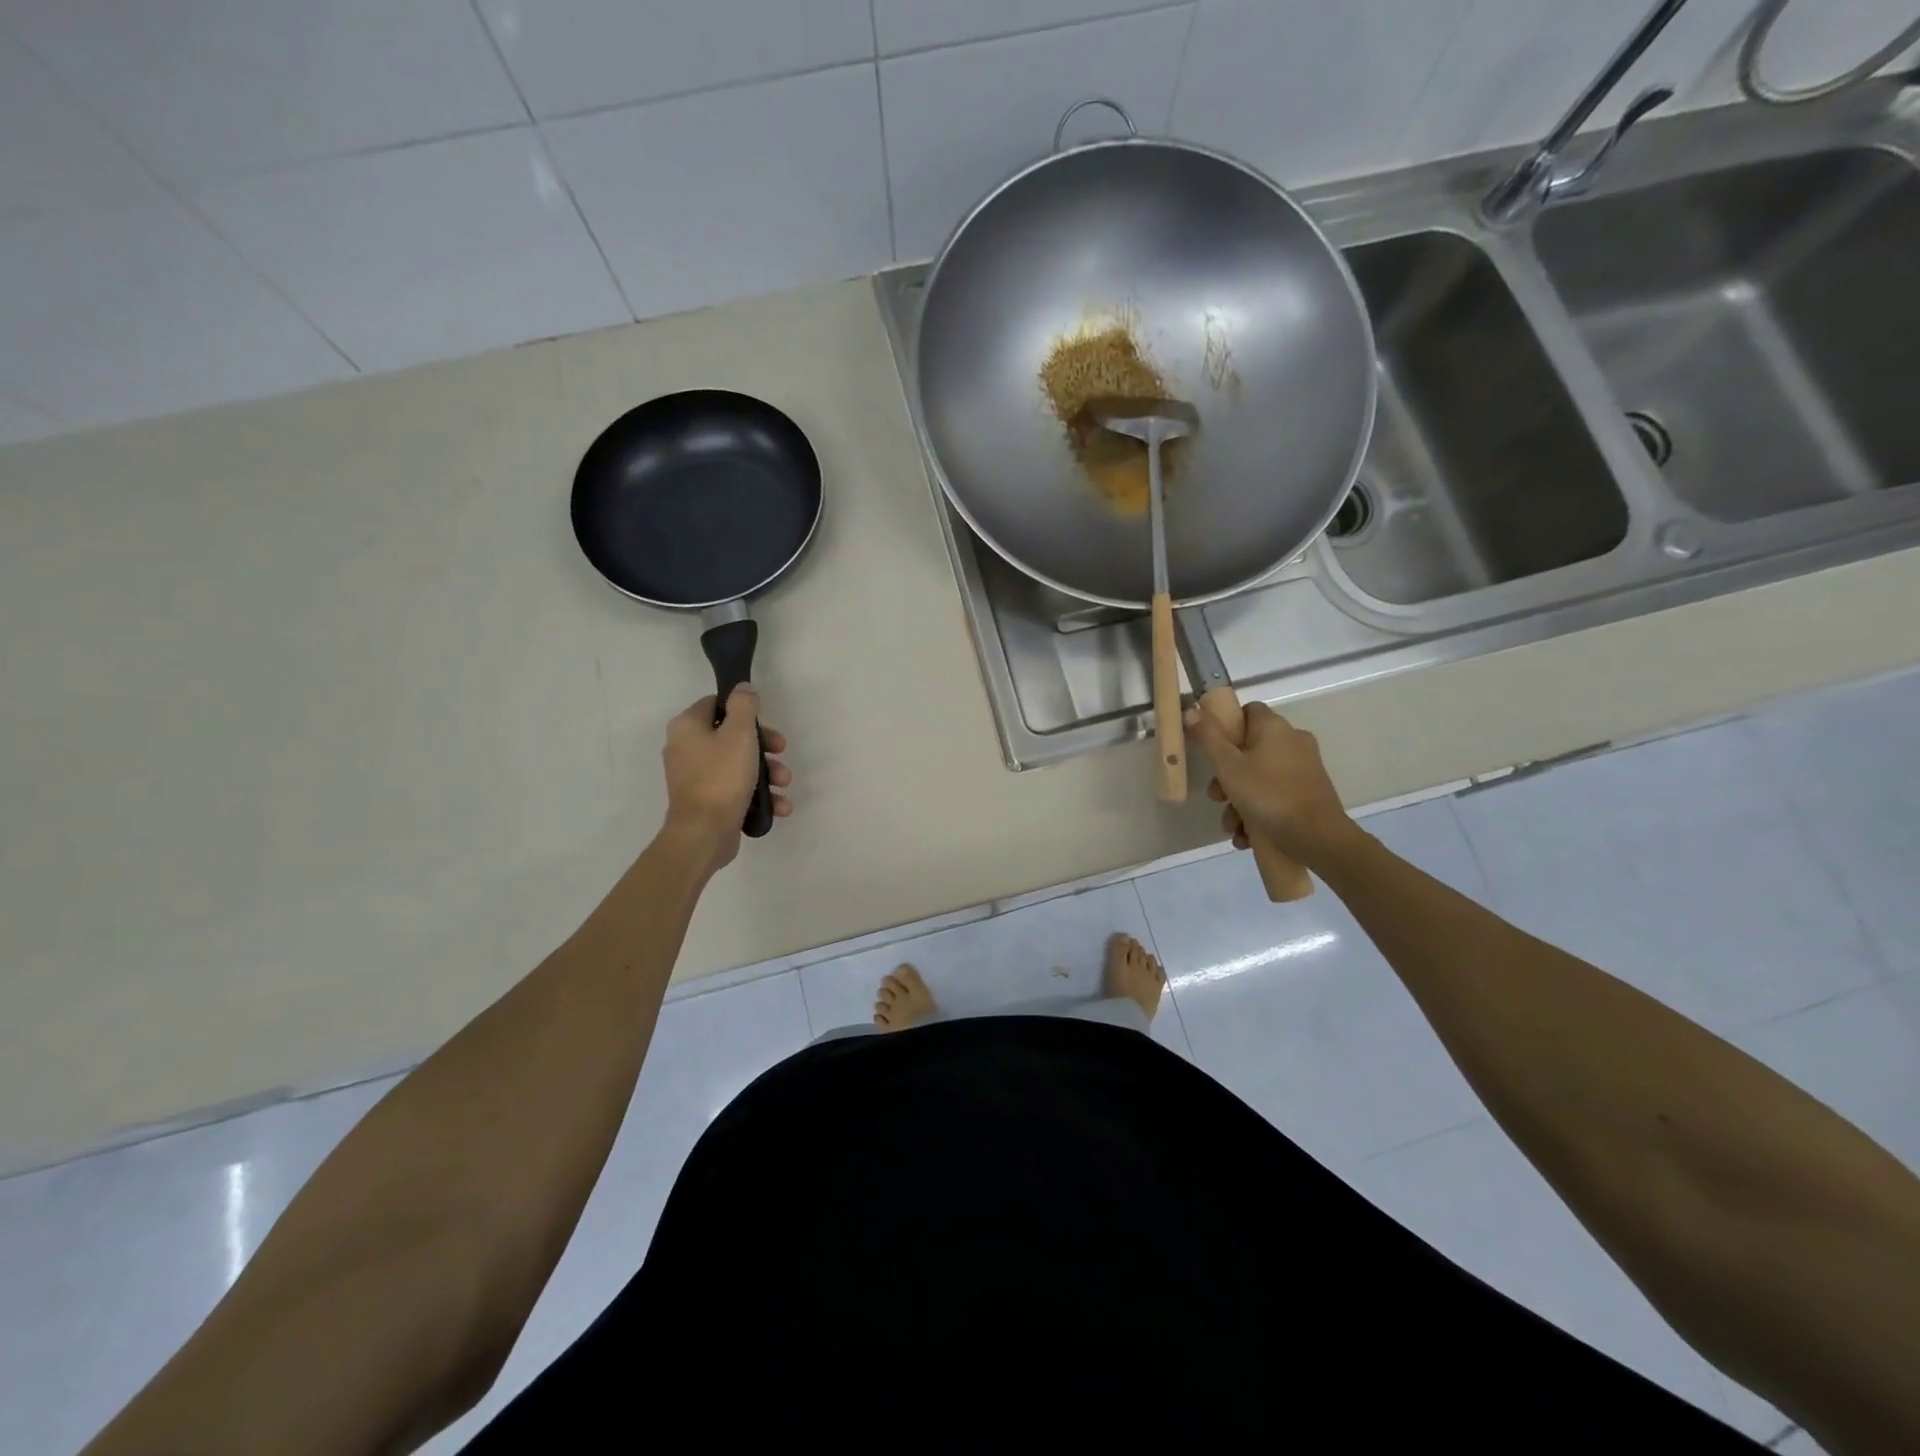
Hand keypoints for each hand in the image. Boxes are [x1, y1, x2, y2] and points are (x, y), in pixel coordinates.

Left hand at [660, 686, 791, 871]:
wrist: (704, 833)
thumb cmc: (721, 777)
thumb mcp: (739, 733)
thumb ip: (744, 705)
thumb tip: (743, 688)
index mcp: (687, 727)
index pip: (715, 704)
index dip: (744, 710)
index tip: (765, 722)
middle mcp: (686, 749)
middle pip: (731, 736)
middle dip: (763, 746)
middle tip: (781, 751)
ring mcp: (696, 778)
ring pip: (738, 764)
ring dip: (768, 772)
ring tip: (785, 784)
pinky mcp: (707, 802)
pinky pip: (736, 789)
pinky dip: (758, 794)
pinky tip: (780, 805)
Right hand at [1184, 701, 1355, 866]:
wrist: (1318, 837)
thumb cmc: (1268, 795)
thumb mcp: (1228, 766)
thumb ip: (1208, 737)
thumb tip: (1191, 711)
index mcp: (1274, 728)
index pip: (1247, 711)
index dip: (1226, 726)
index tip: (1211, 749)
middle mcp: (1293, 741)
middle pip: (1249, 750)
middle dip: (1226, 777)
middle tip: (1216, 798)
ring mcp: (1303, 768)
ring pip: (1259, 777)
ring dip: (1238, 802)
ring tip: (1231, 826)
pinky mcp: (1309, 793)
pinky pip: (1275, 795)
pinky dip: (1258, 812)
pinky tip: (1246, 835)